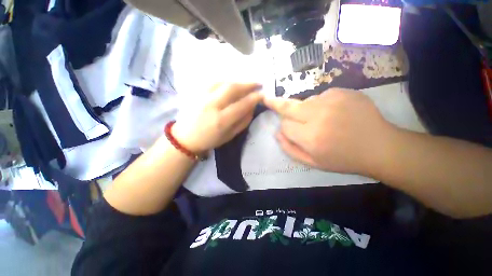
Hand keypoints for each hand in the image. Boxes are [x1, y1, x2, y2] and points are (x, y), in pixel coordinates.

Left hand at [172, 83, 262, 152]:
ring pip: (222, 82)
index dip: (254, 98)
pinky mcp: (195, 92)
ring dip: (237, 81)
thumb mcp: (230, 135)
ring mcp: (202, 96)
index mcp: (221, 120)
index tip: (263, 94)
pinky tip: (230, 84)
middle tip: (258, 83)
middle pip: (232, 88)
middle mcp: (211, 105)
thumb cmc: (210, 140)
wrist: (186, 138)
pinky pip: (213, 82)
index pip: (242, 104)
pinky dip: (225, 81)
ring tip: (245, 84)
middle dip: (248, 84)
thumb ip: (243, 121)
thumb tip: (253, 107)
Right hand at [264, 88, 395, 174]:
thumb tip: (277, 133)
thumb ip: (290, 149)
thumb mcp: (313, 162)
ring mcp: (332, 100)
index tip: (290, 131)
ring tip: (320, 119)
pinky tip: (333, 112)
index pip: (284, 125)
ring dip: (304, 110)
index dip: (285, 128)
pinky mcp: (342, 91)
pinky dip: (320, 104)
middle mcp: (318, 116)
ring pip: (304, 102)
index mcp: (311, 137)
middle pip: (288, 106)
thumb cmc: (344, 159)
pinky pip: (320, 96)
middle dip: (276, 104)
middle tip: (267, 99)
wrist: (380, 147)